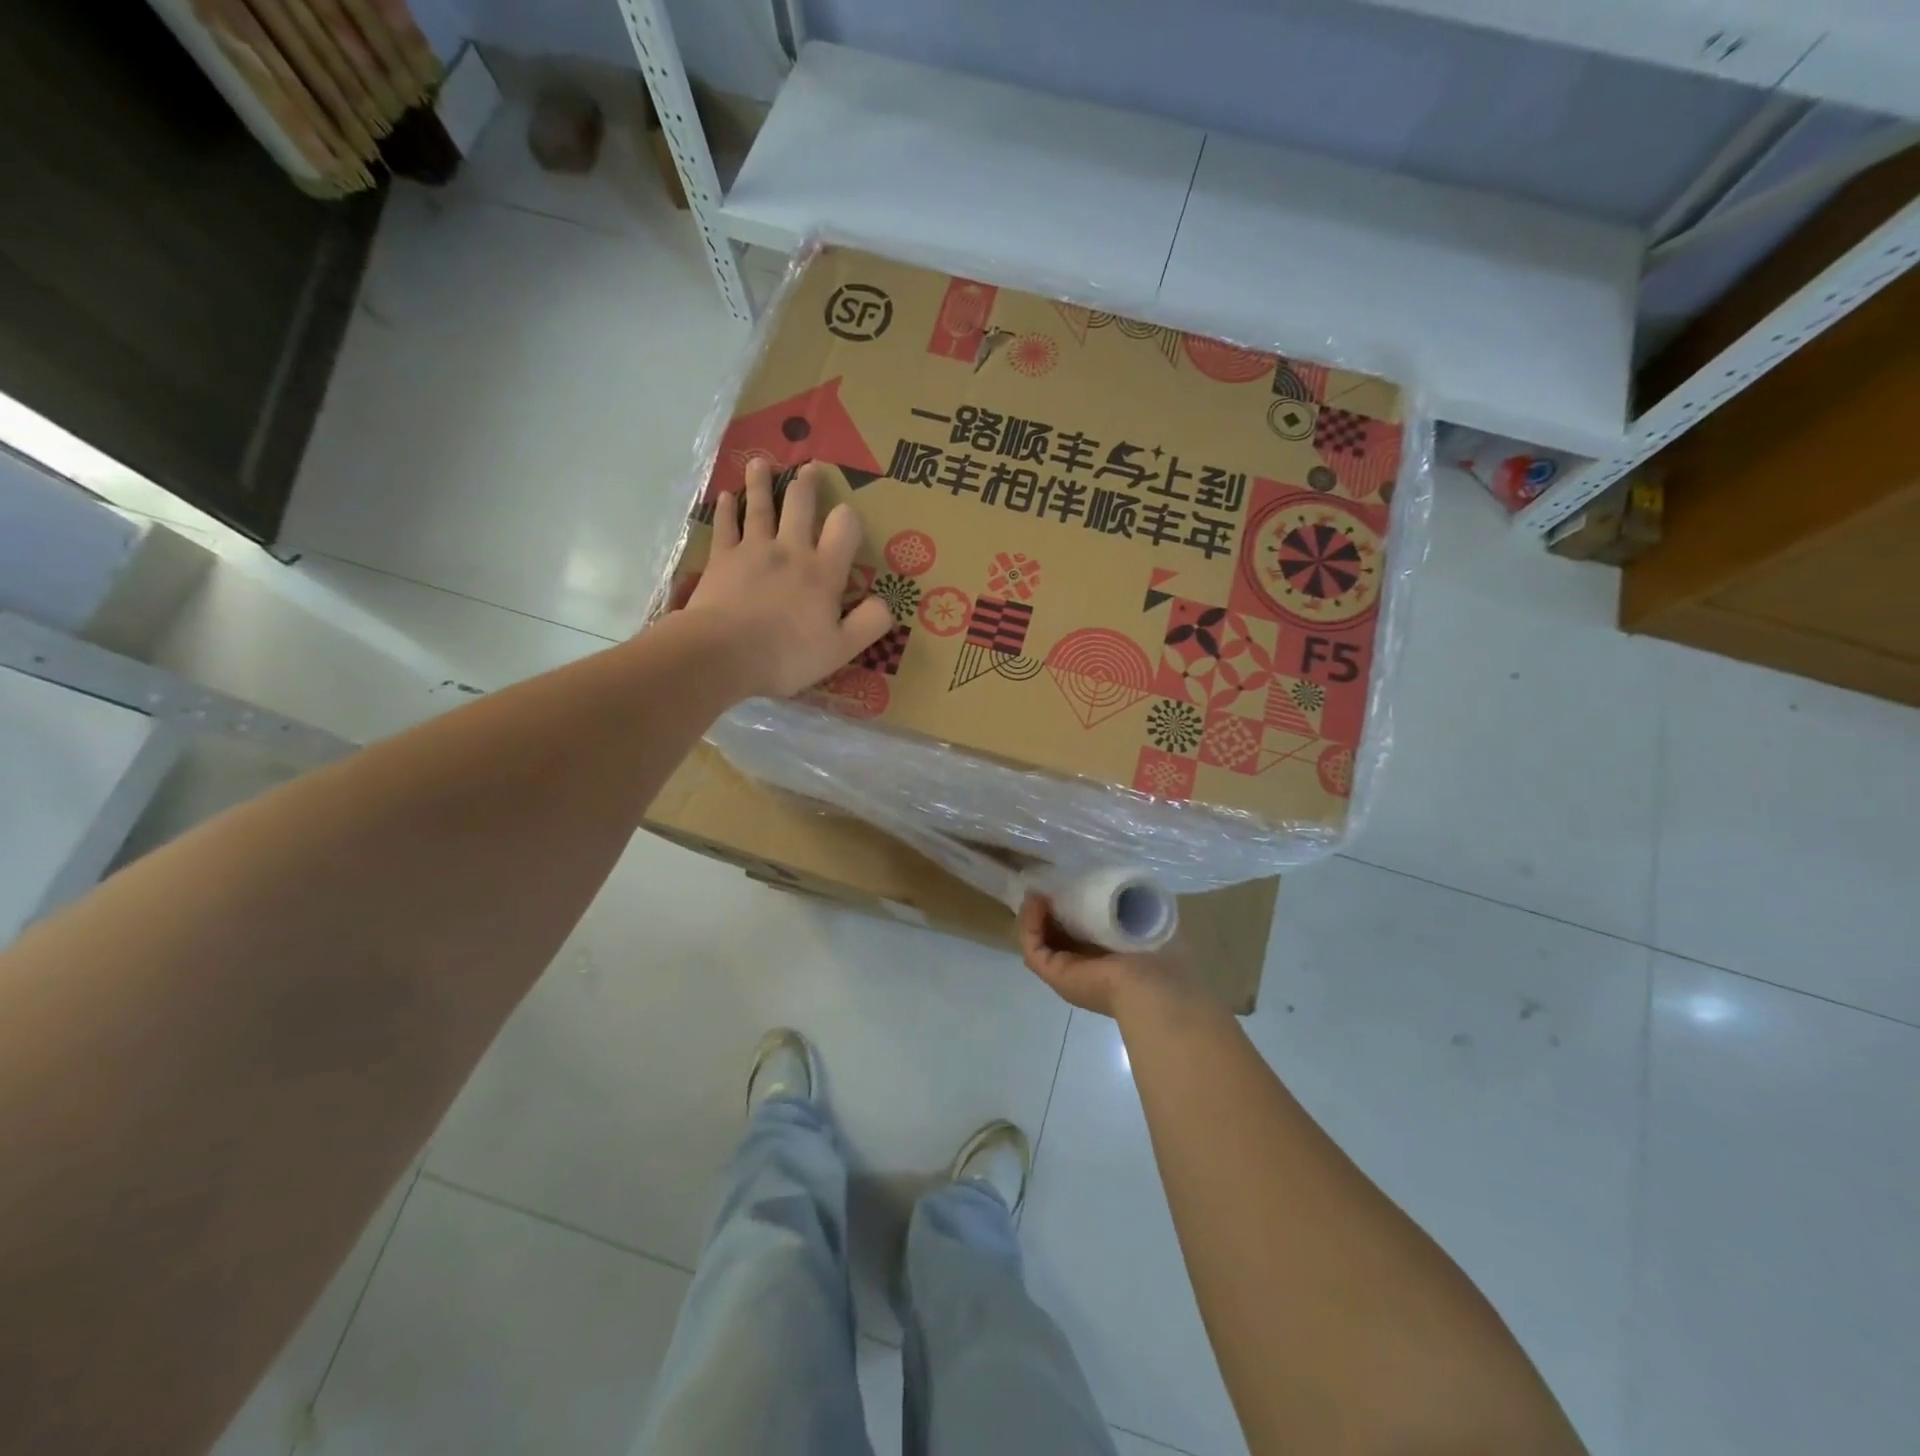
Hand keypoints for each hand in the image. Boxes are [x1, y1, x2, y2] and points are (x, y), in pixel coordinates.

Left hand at [684, 459, 891, 698]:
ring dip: (762, 483)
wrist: (723, 654)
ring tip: (762, 464)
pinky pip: (725, 525)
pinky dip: (726, 509)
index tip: (845, 518)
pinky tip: (725, 497)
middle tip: (808, 469)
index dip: (847, 518)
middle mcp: (790, 550)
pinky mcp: (721, 558)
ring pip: (759, 506)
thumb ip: (869, 623)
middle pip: (800, 505)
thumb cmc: (786, 655)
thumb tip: (886, 602)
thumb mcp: (841, 649)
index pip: (843, 527)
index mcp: (823, 571)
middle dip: (806, 485)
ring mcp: (753, 550)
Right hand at [1018, 894, 1191, 1018]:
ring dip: (1036, 914)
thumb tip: (1122, 887)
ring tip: (1039, 891)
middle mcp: (1087, 965)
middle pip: (1058, 934)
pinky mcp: (1055, 974)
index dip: (1074, 905)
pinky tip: (1036, 901)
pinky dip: (1029, 924)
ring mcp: (1068, 972)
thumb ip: (1133, 905)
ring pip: (1041, 940)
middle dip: (1050, 909)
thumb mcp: (1147, 918)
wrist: (1155, 985)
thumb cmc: (1159, 951)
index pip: (1084, 928)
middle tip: (1049, 884)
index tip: (1072, 882)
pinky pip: (1033, 946)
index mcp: (1111, 954)